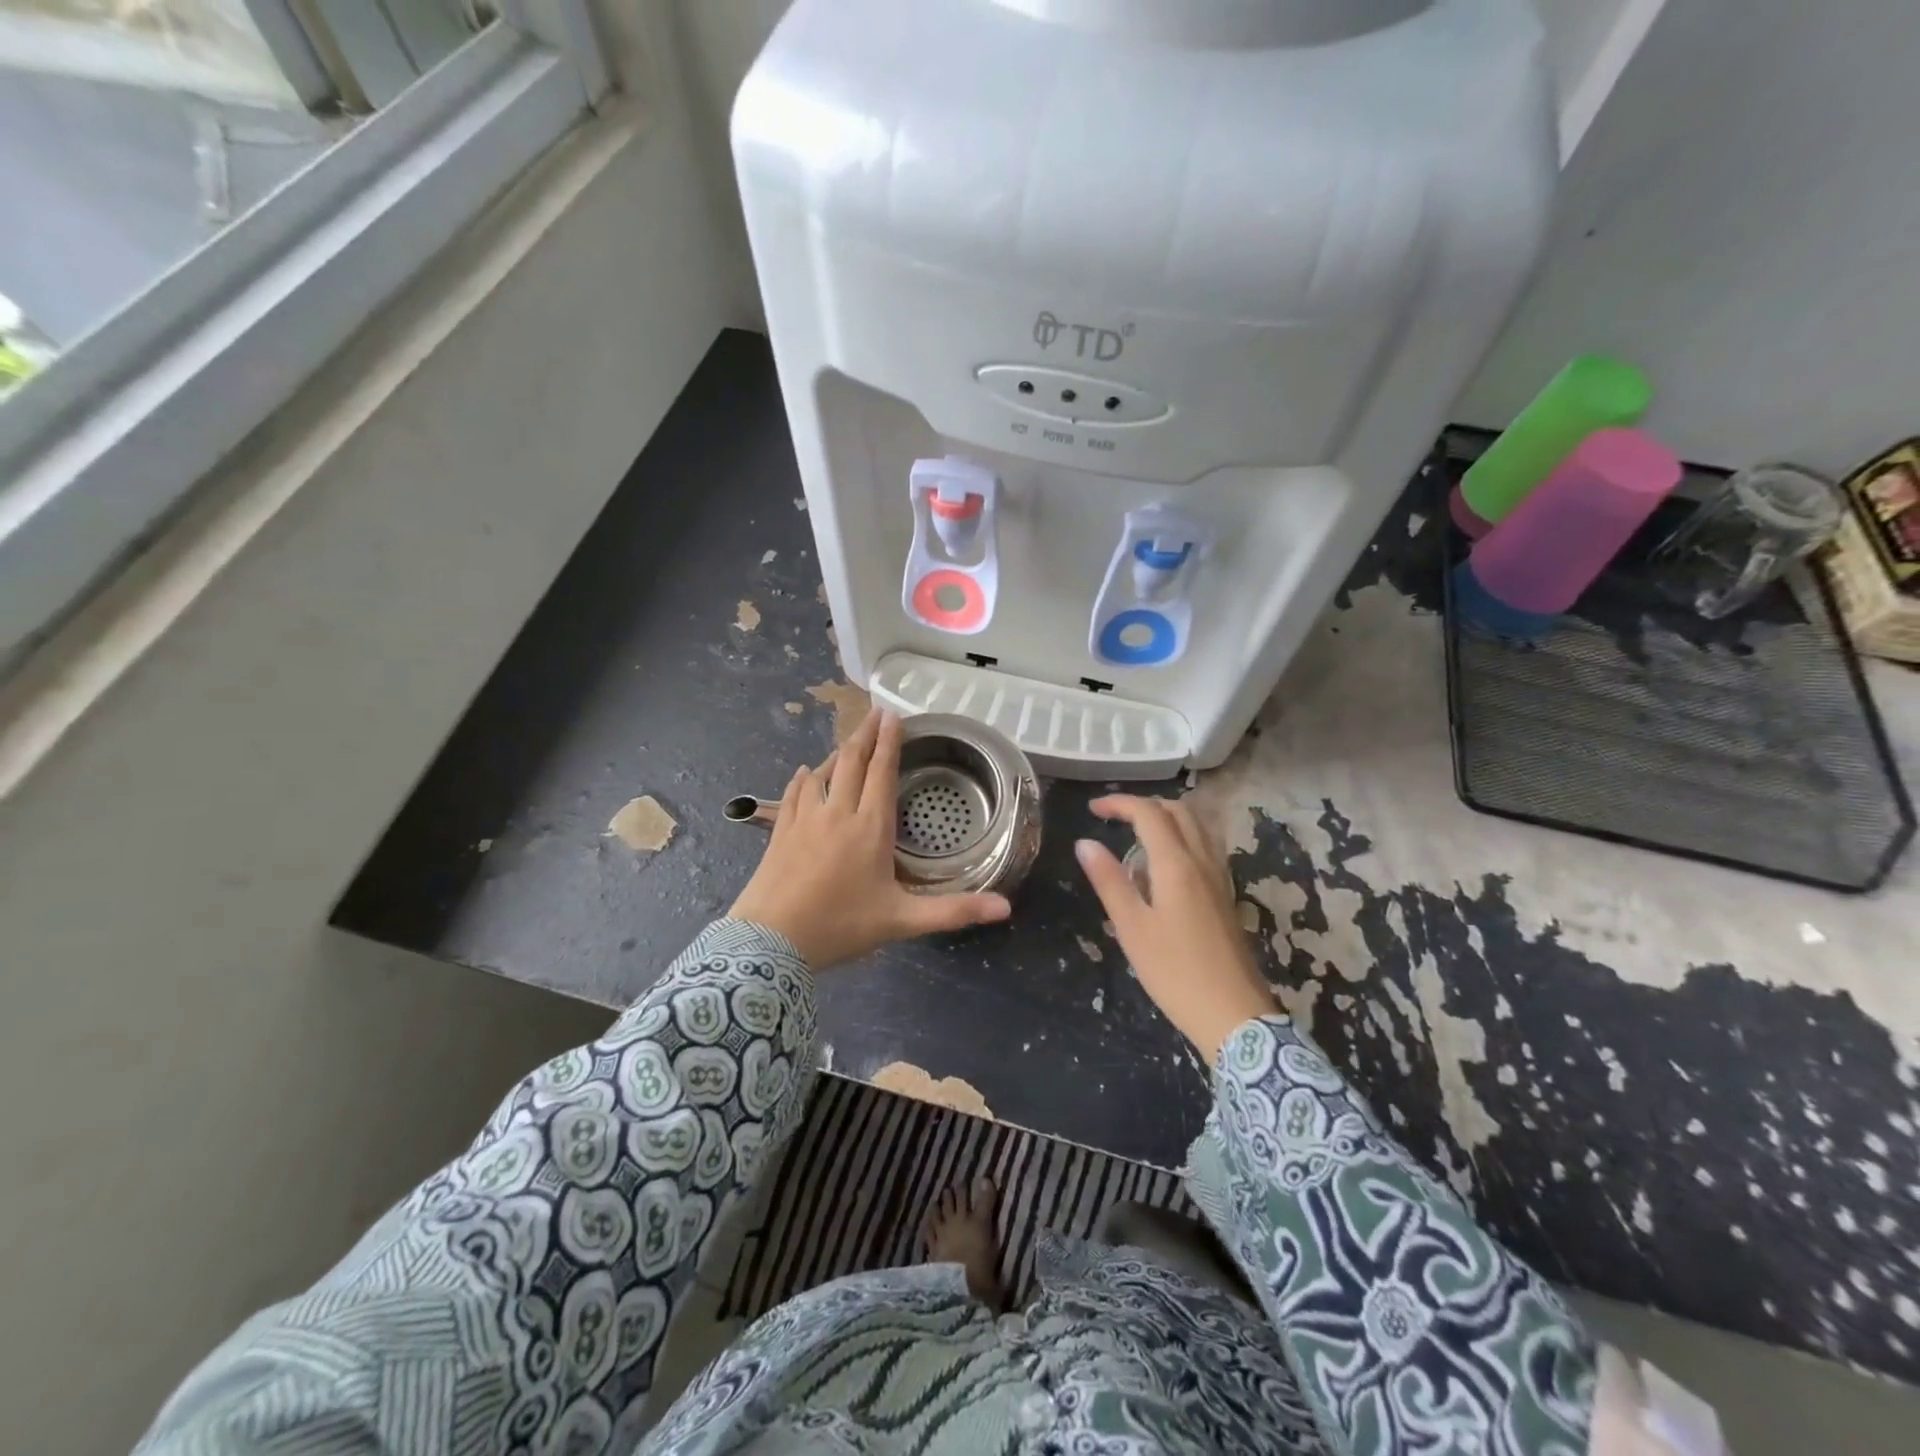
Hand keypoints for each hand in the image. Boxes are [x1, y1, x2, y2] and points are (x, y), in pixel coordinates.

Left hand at [730, 709, 1012, 967]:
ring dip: (838, 752)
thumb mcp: (902, 921)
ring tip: (850, 740)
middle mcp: (838, 813)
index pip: (882, 772)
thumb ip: (953, 911)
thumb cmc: (840, 927)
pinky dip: (804, 778)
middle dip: (866, 734)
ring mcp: (805, 819)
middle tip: (875, 713)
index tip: (893, 716)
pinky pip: (794, 793)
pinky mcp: (780, 831)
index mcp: (870, 827)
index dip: (889, 742)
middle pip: (851, 761)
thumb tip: (1005, 908)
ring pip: (823, 772)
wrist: (770, 942)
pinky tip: (806, 772)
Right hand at [1075, 796, 1276, 1062]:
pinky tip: (1166, 865)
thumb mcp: (1132, 928)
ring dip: (1167, 818)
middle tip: (1114, 819)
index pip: (1148, 813)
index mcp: (1176, 864)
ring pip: (1197, 827)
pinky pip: (1206, 847)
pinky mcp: (1226, 895)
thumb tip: (1085, 842)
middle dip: (1144, 805)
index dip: (1119, 803)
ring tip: (1138, 836)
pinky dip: (1183, 837)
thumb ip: (1109, 881)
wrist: (1234, 1015)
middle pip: (1178, 811)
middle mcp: (1202, 861)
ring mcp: (1220, 878)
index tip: (1093, 809)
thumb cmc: (1175, 972)